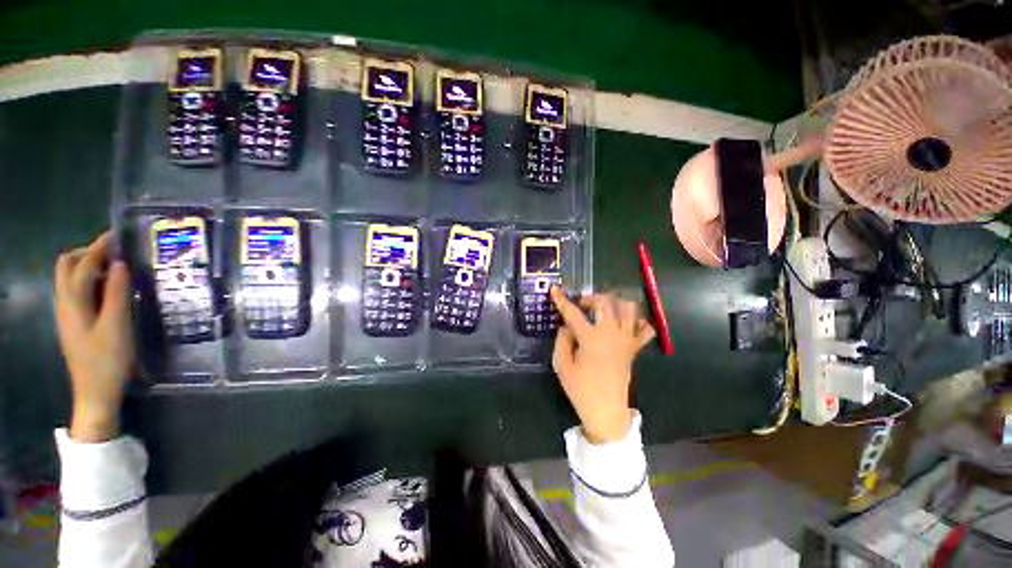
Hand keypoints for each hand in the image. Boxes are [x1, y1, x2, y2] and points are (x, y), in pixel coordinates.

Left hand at [54, 231, 133, 442]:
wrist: (95, 392)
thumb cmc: (107, 360)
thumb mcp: (117, 326)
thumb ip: (118, 294)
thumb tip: (120, 265)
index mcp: (73, 302)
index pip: (82, 265)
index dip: (99, 247)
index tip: (118, 235)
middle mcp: (65, 303)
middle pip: (67, 266)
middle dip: (88, 253)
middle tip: (115, 253)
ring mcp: (68, 314)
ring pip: (71, 278)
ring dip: (91, 266)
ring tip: (118, 269)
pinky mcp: (76, 322)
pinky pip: (79, 292)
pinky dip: (93, 282)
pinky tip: (111, 290)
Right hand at [550, 287, 654, 443]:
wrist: (606, 411)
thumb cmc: (581, 389)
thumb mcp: (562, 365)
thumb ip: (562, 340)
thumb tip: (566, 326)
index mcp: (590, 338)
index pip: (573, 313)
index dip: (562, 300)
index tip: (554, 289)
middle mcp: (611, 333)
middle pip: (605, 302)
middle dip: (590, 297)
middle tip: (581, 305)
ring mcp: (626, 340)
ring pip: (628, 308)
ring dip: (614, 303)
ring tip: (603, 309)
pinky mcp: (634, 349)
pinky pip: (645, 329)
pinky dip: (638, 321)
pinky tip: (625, 323)